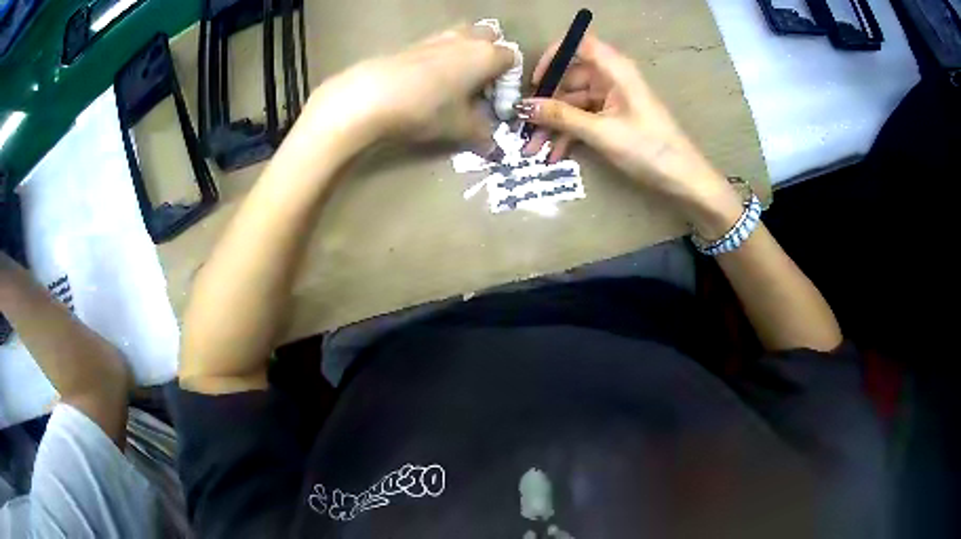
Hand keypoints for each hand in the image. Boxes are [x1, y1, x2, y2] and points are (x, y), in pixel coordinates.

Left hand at [307, 24, 513, 147]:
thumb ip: (483, 136)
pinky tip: (429, 83)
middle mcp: (466, 38)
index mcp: (487, 54)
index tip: (496, 105)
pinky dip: (443, 58)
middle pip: (490, 38)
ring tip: (454, 85)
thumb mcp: (460, 128)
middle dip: (490, 58)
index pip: (512, 60)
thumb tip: (494, 149)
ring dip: (466, 56)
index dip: (508, 83)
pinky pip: (439, 45)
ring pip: (463, 38)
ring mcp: (438, 37)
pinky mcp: (413, 43)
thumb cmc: (427, 109)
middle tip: (479, 86)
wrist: (371, 96)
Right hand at [518, 35, 741, 231]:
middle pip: (569, 78)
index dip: (554, 56)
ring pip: (572, 103)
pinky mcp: (612, 118)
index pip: (578, 44)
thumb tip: (522, 107)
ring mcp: (611, 99)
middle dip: (545, 103)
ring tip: (532, 150)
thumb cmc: (650, 150)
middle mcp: (611, 78)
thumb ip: (561, 117)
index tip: (535, 81)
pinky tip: (554, 155)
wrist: (684, 180)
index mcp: (615, 70)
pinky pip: (582, 119)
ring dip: (553, 125)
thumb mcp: (602, 133)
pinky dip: (568, 134)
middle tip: (523, 127)